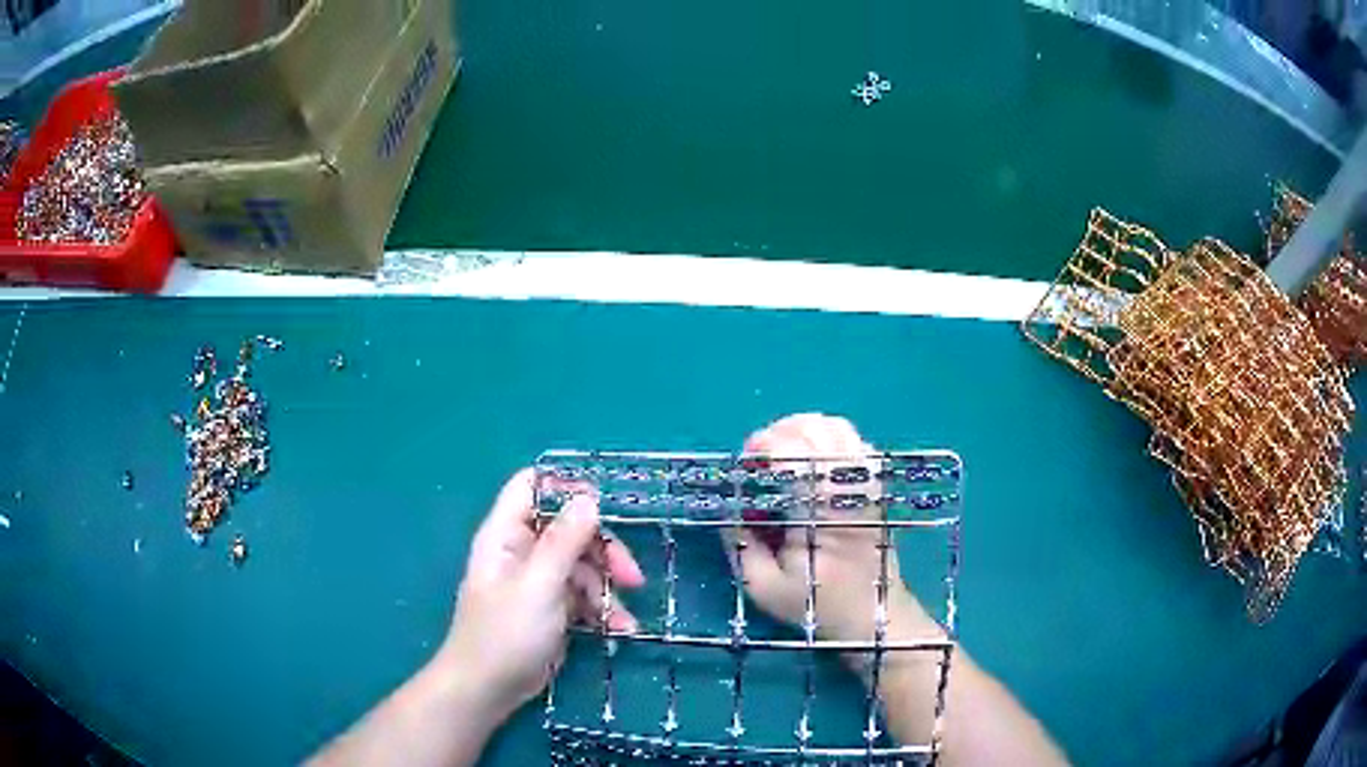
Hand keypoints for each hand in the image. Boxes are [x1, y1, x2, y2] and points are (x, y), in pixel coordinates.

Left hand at [434, 469, 644, 723]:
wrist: (487, 689)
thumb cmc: (505, 634)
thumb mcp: (538, 585)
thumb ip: (563, 541)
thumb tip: (588, 498)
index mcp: (506, 534)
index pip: (531, 487)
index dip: (566, 487)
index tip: (604, 505)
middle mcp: (522, 551)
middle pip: (569, 529)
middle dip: (603, 550)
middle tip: (631, 576)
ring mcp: (538, 582)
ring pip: (582, 565)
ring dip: (608, 587)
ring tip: (623, 618)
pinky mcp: (552, 609)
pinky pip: (583, 596)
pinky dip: (602, 610)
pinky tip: (619, 630)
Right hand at [731, 414, 939, 652]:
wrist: (873, 614)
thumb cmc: (817, 605)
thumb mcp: (763, 587)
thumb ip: (739, 544)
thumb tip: (728, 506)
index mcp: (820, 509)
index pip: (792, 449)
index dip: (761, 445)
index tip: (744, 466)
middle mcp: (848, 485)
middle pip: (814, 427)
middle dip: (777, 433)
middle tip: (759, 460)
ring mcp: (867, 480)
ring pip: (835, 426)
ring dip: (801, 430)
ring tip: (782, 454)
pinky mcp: (876, 483)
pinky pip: (852, 440)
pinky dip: (826, 438)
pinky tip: (811, 461)